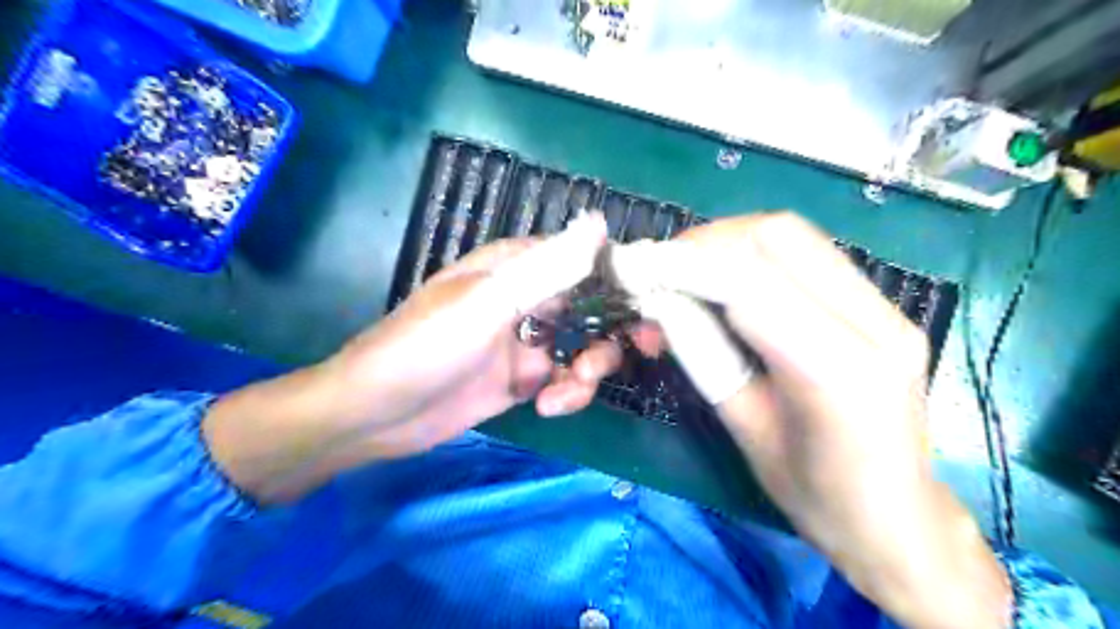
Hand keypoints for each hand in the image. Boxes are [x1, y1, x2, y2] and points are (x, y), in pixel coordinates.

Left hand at [327, 215, 627, 453]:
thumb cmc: (426, 346)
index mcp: (517, 267)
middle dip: (619, 328)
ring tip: (569, 390)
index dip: (622, 275)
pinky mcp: (523, 379)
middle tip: (645, 349)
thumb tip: (599, 222)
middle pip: (595, 304)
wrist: (377, 414)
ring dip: (590, 369)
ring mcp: (527, 341)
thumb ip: (546, 267)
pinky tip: (546, 408)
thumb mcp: (487, 303)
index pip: (584, 258)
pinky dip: (568, 394)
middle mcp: (528, 298)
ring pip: (585, 346)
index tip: (654, 300)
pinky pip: (565, 380)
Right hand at [626, 211, 1011, 628]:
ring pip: (794, 236)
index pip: (750, 284)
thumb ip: (702, 354)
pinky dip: (753, 255)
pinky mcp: (882, 306)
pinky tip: (725, 282)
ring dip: (728, 243)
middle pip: (779, 237)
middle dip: (707, 242)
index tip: (634, 267)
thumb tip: (658, 302)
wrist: (898, 519)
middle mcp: (876, 325)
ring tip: (685, 274)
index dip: (684, 265)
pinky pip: (807, 255)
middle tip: (660, 270)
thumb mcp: (743, 428)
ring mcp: (888, 309)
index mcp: (839, 373)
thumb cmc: (815, 495)